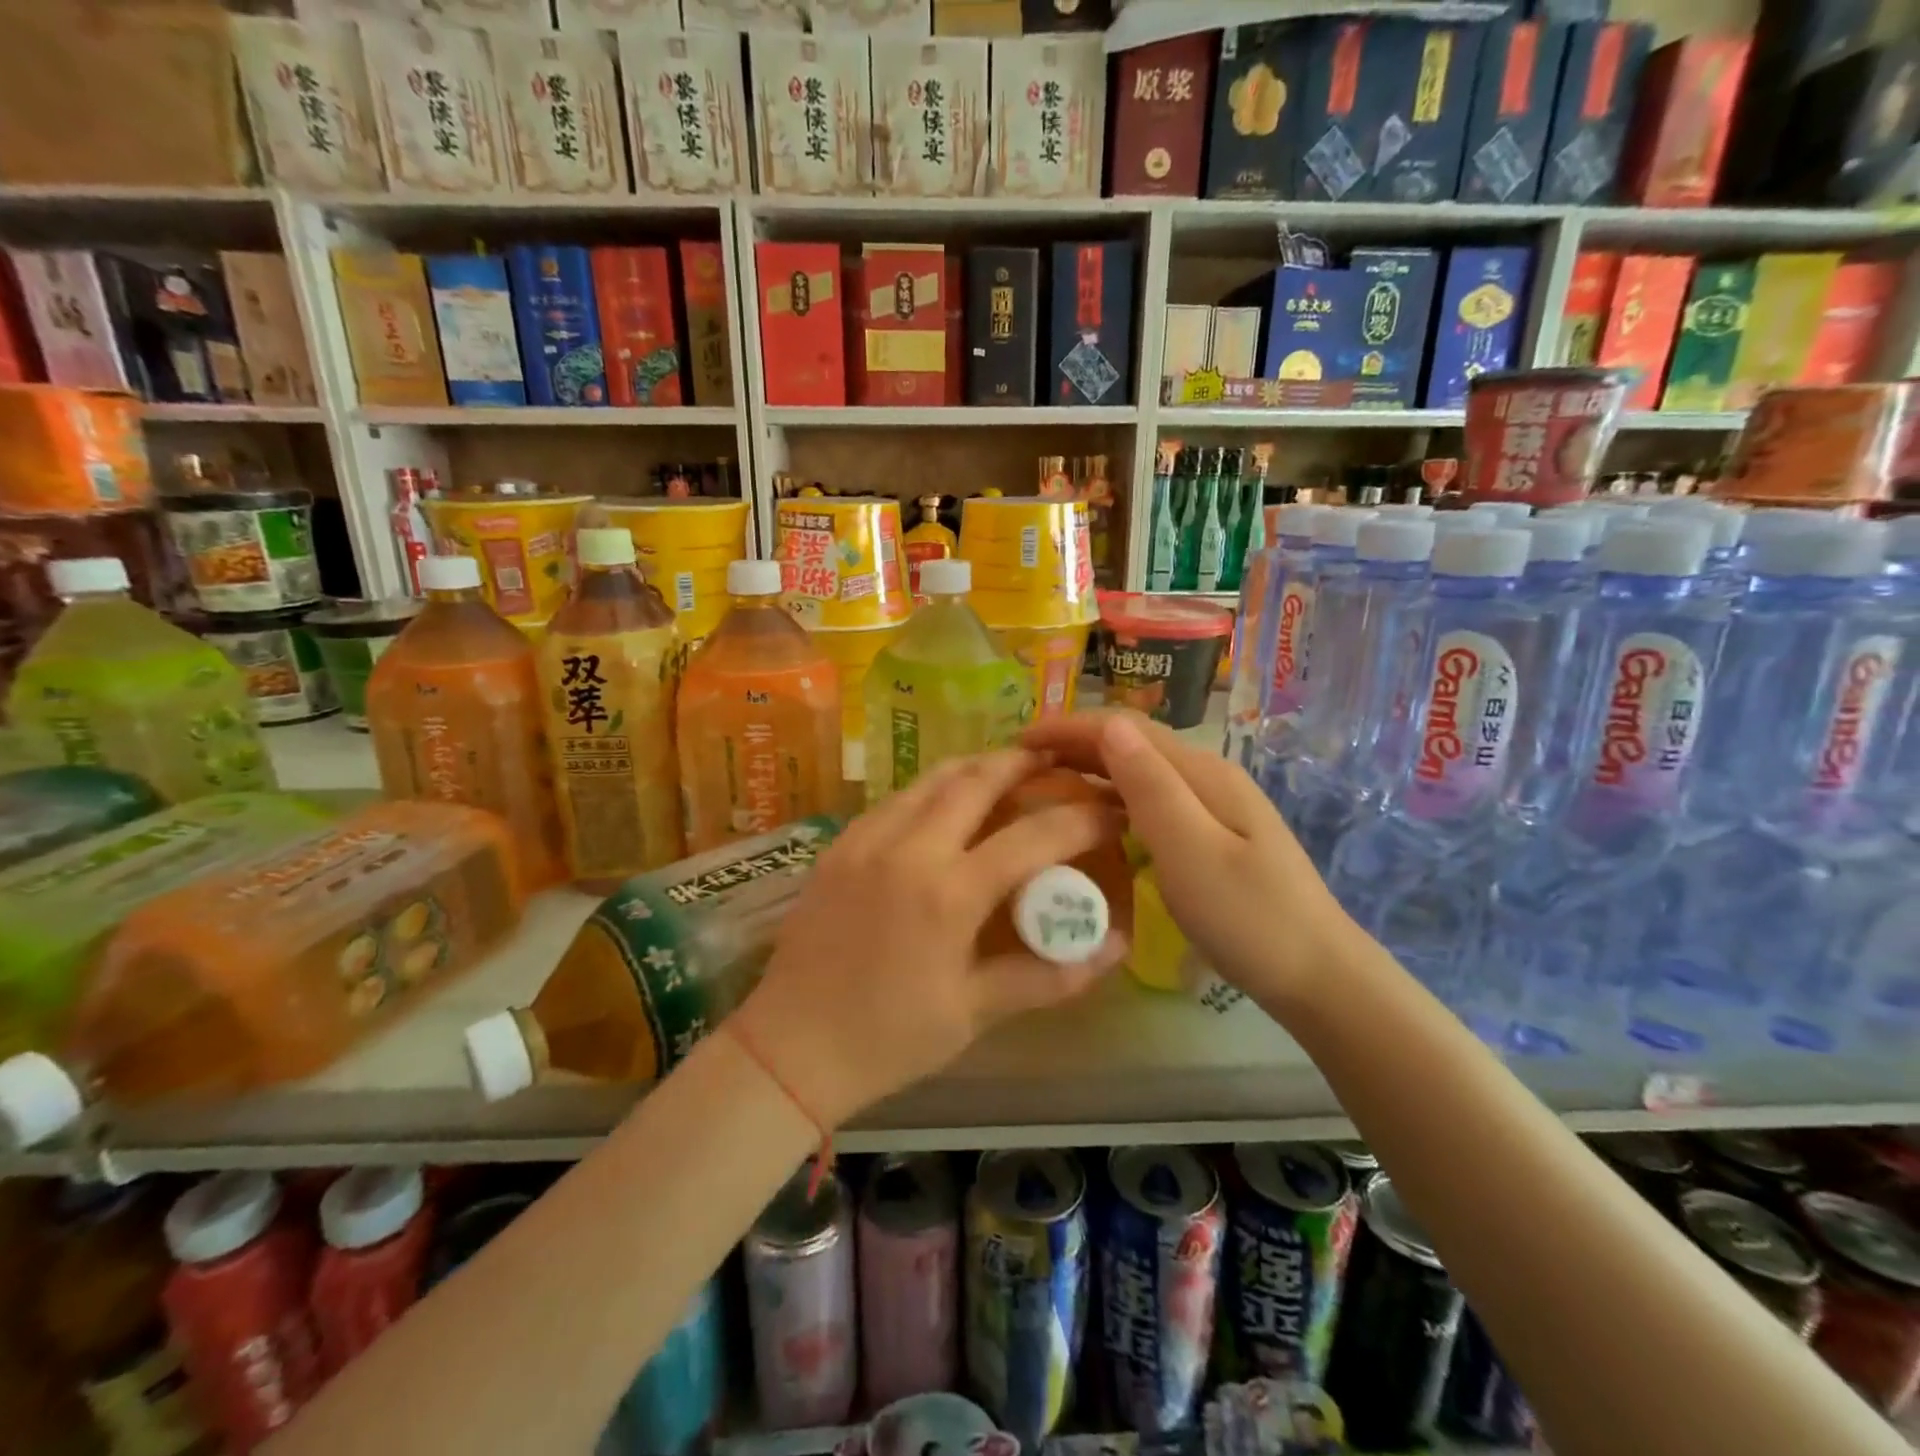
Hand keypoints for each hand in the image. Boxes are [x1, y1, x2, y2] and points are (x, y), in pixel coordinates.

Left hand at [732, 749, 1127, 1128]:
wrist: (790, 1047)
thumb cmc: (888, 1040)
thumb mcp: (974, 1013)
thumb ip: (1048, 975)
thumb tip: (1115, 947)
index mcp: (948, 894)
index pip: (1033, 836)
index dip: (1083, 818)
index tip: (1112, 810)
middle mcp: (908, 849)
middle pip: (977, 779)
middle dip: (1024, 763)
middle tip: (1056, 762)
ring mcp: (867, 839)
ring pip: (932, 778)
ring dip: (976, 766)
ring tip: (1006, 767)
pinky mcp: (840, 844)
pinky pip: (897, 798)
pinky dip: (933, 787)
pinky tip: (946, 803)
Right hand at [1021, 711, 1353, 1010]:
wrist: (1317, 975)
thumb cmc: (1249, 917)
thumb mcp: (1191, 851)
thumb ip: (1150, 786)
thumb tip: (1111, 725)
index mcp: (1201, 773)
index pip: (1125, 728)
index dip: (1069, 726)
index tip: (1018, 740)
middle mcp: (1206, 776)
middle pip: (1133, 742)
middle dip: (1075, 742)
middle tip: (1022, 762)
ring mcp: (1213, 805)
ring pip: (1141, 770)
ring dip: (1092, 767)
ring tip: (1045, 782)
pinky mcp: (1212, 833)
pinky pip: (1152, 799)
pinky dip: (1113, 796)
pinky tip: (1095, 815)